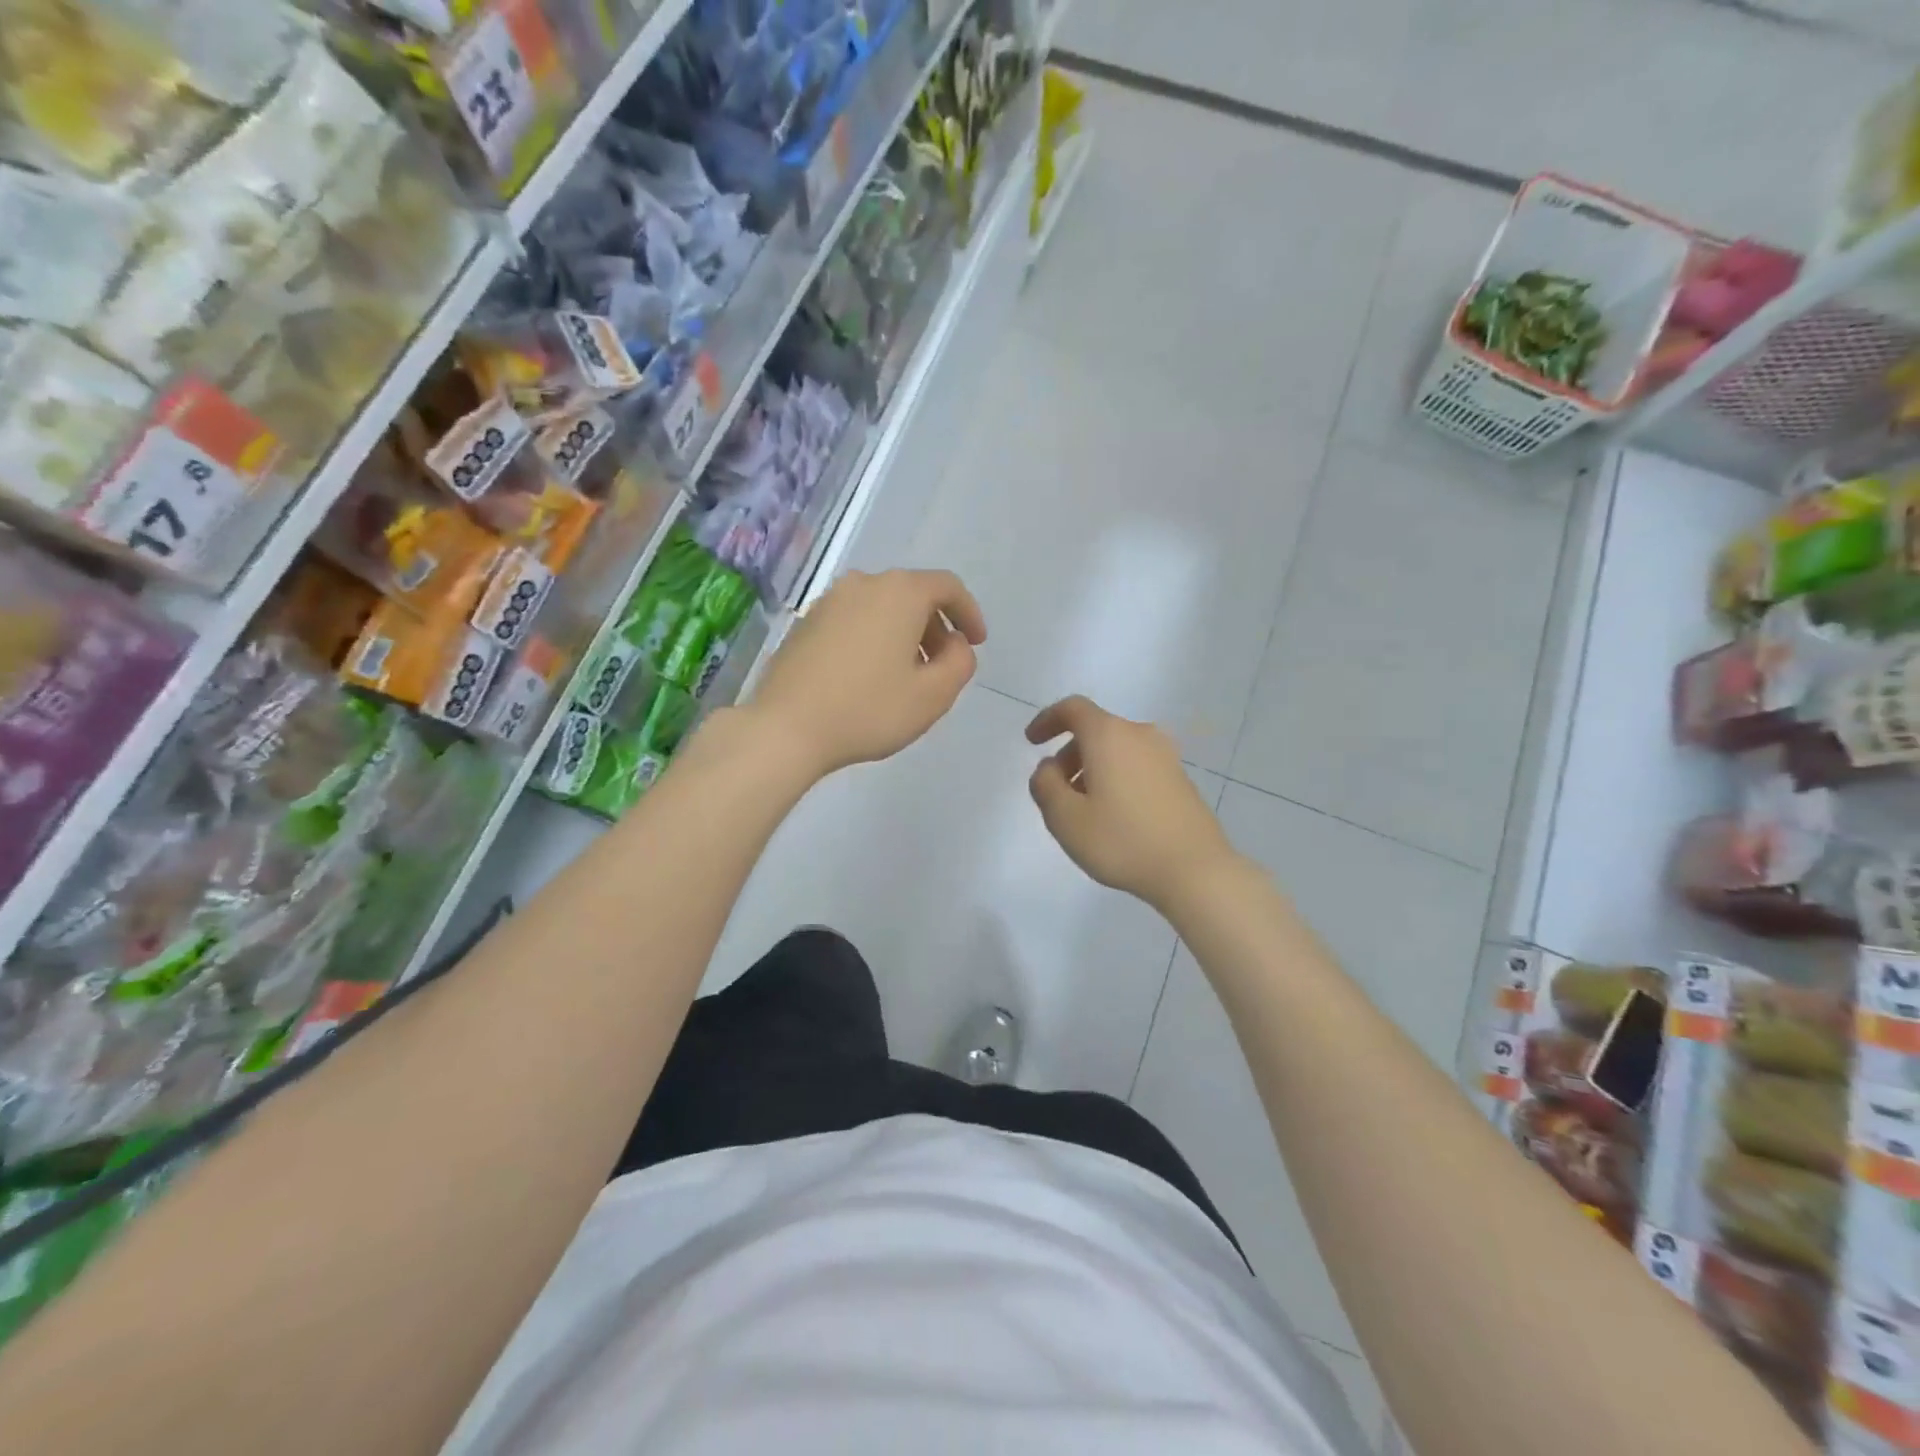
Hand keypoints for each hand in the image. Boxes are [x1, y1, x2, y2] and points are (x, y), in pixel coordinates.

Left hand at [751, 568, 986, 777]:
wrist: (785, 728)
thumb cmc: (868, 710)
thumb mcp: (933, 696)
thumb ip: (960, 663)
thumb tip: (956, 645)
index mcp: (900, 593)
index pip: (947, 587)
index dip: (969, 613)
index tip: (975, 643)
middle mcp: (863, 584)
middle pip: (912, 595)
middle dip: (935, 627)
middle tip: (941, 666)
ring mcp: (828, 602)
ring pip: (880, 608)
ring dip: (902, 634)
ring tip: (905, 676)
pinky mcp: (804, 624)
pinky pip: (853, 622)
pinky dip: (872, 639)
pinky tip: (867, 678)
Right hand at [1027, 695, 1238, 911]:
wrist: (1195, 870)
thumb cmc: (1122, 840)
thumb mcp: (1065, 818)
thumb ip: (1045, 786)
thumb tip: (1048, 768)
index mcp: (1109, 735)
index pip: (1073, 709)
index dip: (1047, 720)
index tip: (1032, 742)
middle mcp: (1140, 735)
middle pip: (1096, 730)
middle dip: (1069, 754)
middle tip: (1055, 790)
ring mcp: (1166, 756)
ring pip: (1118, 750)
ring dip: (1093, 769)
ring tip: (1083, 809)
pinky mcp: (1181, 779)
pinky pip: (1137, 766)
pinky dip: (1117, 779)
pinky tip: (1115, 817)